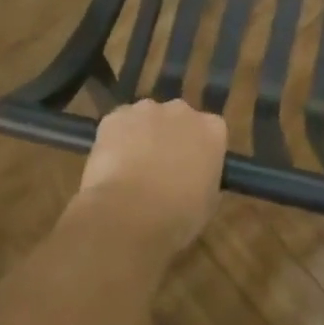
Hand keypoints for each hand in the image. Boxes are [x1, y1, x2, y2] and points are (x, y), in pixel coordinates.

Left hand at [73, 99, 226, 254]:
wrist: (129, 213)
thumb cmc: (178, 214)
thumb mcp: (208, 204)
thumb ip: (205, 180)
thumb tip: (195, 179)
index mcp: (212, 130)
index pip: (211, 130)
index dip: (199, 150)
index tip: (192, 168)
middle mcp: (181, 111)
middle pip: (178, 118)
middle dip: (171, 137)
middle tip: (161, 168)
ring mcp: (146, 110)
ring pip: (146, 119)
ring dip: (142, 136)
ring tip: (132, 169)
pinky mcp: (115, 117)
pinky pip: (118, 125)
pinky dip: (116, 140)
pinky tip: (111, 166)